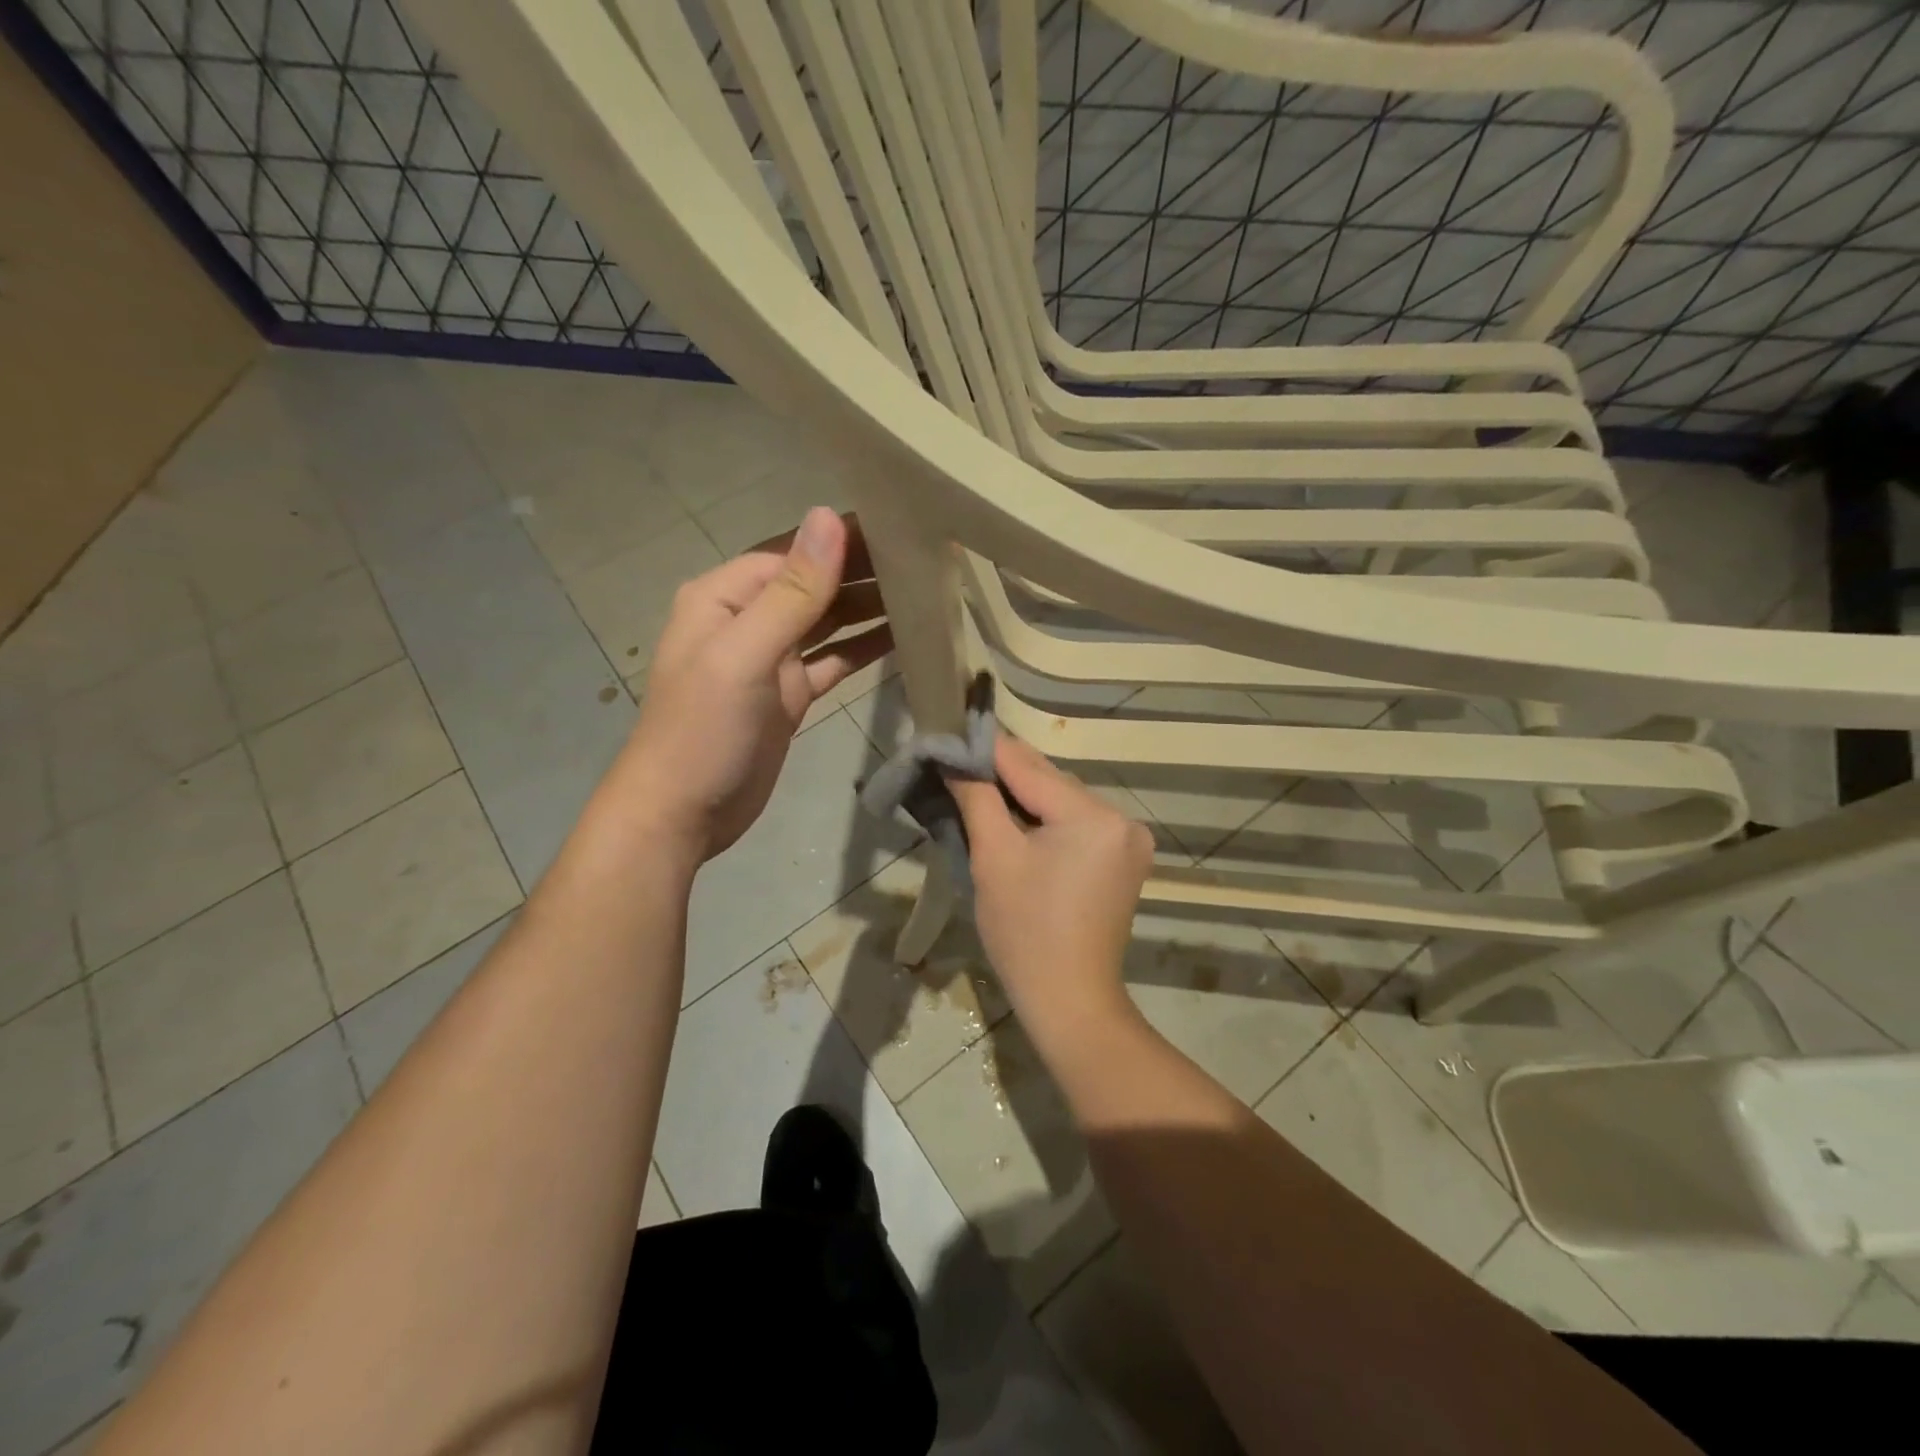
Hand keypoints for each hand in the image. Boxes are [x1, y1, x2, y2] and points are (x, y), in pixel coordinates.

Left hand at [615, 507, 889, 861]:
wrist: (684, 814)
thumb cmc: (704, 730)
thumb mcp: (745, 654)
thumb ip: (792, 591)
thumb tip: (829, 517)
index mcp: (726, 597)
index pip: (792, 553)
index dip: (841, 540)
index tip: (899, 527)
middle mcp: (749, 620)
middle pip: (814, 584)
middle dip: (862, 573)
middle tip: (924, 562)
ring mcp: (772, 659)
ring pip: (828, 622)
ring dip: (868, 609)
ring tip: (922, 594)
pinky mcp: (791, 695)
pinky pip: (833, 661)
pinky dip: (863, 649)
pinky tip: (901, 638)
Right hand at [947, 737, 1153, 1040]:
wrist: (1069, 1000)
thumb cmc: (1024, 932)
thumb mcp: (993, 858)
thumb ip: (977, 797)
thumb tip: (955, 758)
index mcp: (1092, 816)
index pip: (1028, 766)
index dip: (986, 750)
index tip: (950, 735)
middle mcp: (1121, 818)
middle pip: (1050, 781)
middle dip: (1004, 775)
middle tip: (959, 765)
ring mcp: (1129, 840)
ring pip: (1063, 801)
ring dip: (1025, 797)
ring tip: (981, 793)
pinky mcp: (1125, 860)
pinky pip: (1078, 824)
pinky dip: (1047, 819)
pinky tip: (1017, 823)